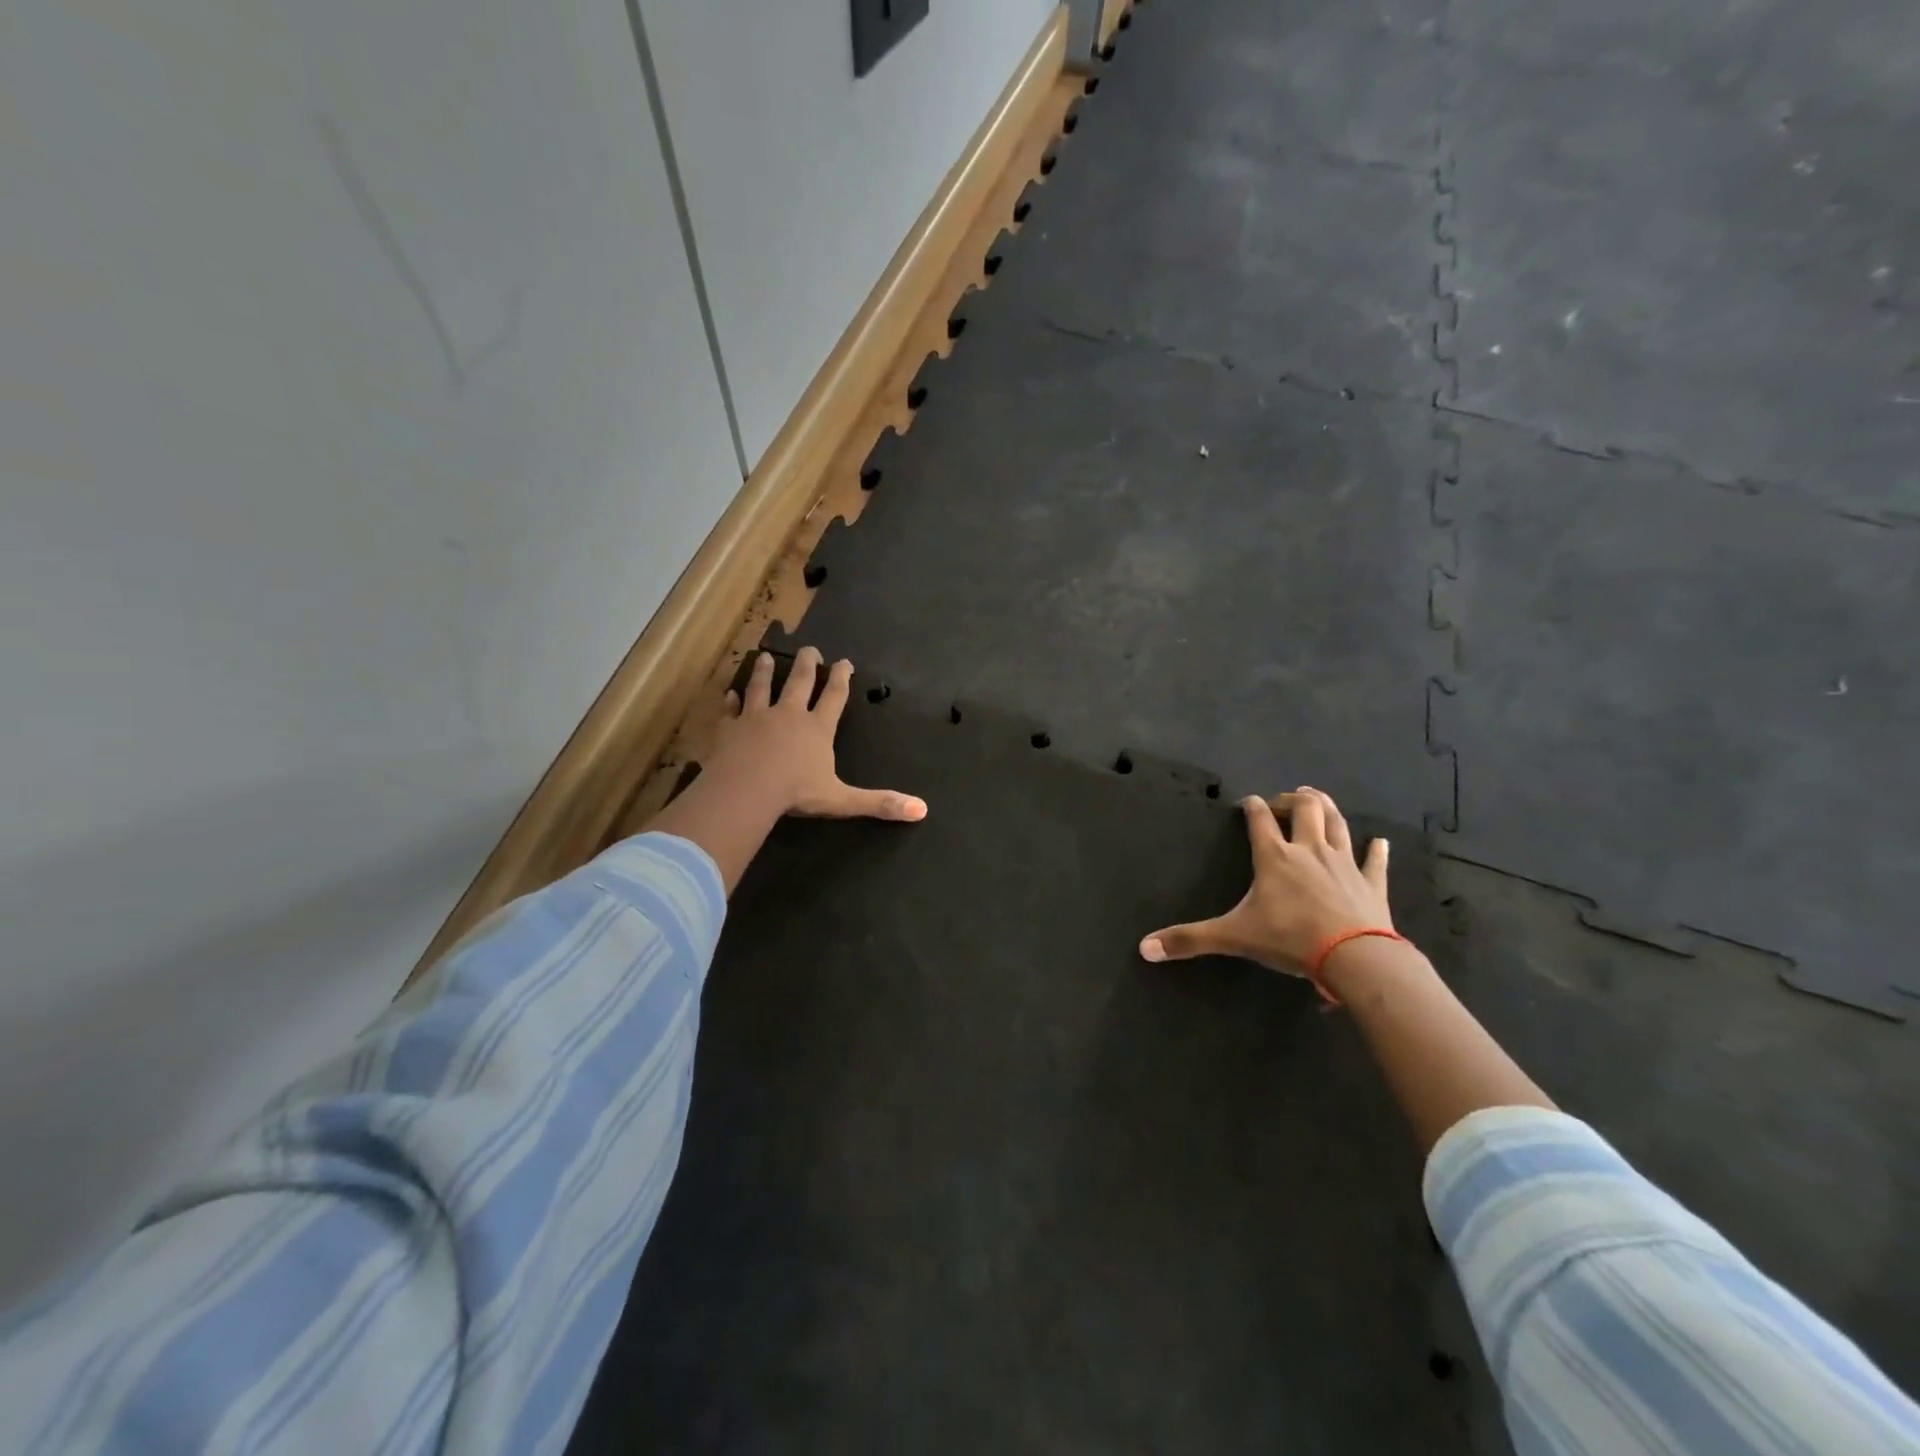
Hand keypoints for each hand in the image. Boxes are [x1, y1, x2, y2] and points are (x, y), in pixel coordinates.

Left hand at [706, 647, 926, 822]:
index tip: (844, 661)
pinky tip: (729, 693)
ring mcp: (756, 718)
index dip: (841, 678)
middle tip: (809, 649)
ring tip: (764, 657)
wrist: (746, 790)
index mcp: (817, 728)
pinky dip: (731, 701)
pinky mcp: (729, 728)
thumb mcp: (842, 800)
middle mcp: (788, 715)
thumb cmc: (796, 793)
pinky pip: (731, 710)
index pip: (834, 696)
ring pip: (761, 687)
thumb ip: (879, 803)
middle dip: (806, 664)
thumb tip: (921, 810)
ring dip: (764, 672)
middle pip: (798, 682)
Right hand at [1139, 787, 1391, 976]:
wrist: (1354, 956)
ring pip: (1337, 823)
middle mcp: (1309, 850)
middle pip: (1304, 809)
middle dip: (1294, 799)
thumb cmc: (1290, 939)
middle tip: (1286, 799)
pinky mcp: (1371, 882)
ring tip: (1318, 799)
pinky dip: (1376, 849)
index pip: (1260, 819)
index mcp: (1274, 857)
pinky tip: (1379, 841)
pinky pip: (1374, 860)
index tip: (1247, 801)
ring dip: (1327, 808)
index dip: (1252, 806)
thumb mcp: (1233, 937)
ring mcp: (1344, 863)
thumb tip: (1143, 948)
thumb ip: (1189, 940)